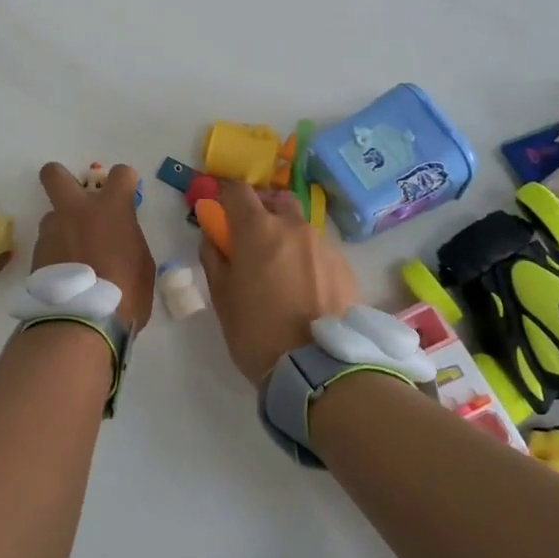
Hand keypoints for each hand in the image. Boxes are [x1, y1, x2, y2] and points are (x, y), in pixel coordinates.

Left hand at [33, 163, 156, 330]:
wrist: (80, 323)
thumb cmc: (125, 294)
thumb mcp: (142, 265)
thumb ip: (129, 241)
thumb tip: (119, 241)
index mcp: (110, 209)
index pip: (121, 174)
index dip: (126, 180)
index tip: (128, 191)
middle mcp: (75, 212)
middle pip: (55, 175)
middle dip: (62, 177)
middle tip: (76, 197)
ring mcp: (51, 232)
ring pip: (52, 217)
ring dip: (63, 229)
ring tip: (75, 259)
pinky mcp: (35, 255)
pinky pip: (48, 245)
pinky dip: (57, 256)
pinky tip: (66, 278)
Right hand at [199, 182, 357, 383]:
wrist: (318, 368)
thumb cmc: (256, 331)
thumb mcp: (221, 296)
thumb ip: (214, 257)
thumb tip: (213, 236)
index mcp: (258, 228)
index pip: (237, 189)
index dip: (225, 195)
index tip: (220, 210)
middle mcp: (293, 226)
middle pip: (275, 200)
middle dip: (260, 210)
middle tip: (250, 239)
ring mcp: (323, 244)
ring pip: (299, 225)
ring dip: (285, 234)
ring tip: (280, 269)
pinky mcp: (344, 265)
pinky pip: (318, 249)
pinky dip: (306, 256)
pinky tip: (303, 287)